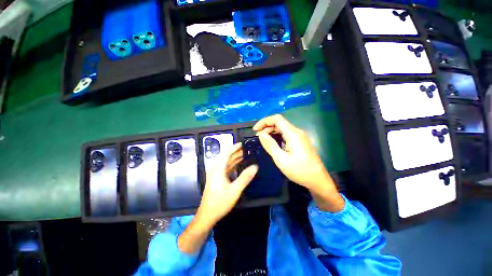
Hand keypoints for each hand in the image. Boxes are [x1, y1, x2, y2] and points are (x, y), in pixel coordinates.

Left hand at [195, 143, 257, 227]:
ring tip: (246, 155)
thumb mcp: (235, 190)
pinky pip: (226, 168)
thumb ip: (245, 177)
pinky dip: (233, 165)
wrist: (207, 216)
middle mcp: (216, 169)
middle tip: (248, 149)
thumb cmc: (220, 202)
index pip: (227, 153)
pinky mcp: (217, 178)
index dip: (235, 147)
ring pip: (227, 162)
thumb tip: (255, 166)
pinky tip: (240, 165)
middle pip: (227, 157)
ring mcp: (216, 174)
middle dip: (237, 152)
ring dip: (235, 158)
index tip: (243, 143)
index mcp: (218, 168)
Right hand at [253, 114, 343, 211]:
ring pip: (282, 129)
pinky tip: (272, 143)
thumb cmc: (299, 170)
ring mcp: (299, 136)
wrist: (317, 180)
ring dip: (271, 132)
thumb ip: (270, 145)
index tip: (255, 130)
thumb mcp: (281, 159)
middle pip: (279, 123)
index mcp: (293, 133)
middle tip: (258, 138)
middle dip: (266, 127)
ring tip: (263, 140)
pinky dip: (277, 136)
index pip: (277, 119)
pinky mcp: (299, 141)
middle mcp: (297, 132)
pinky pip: (286, 135)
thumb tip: (261, 134)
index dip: (264, 121)